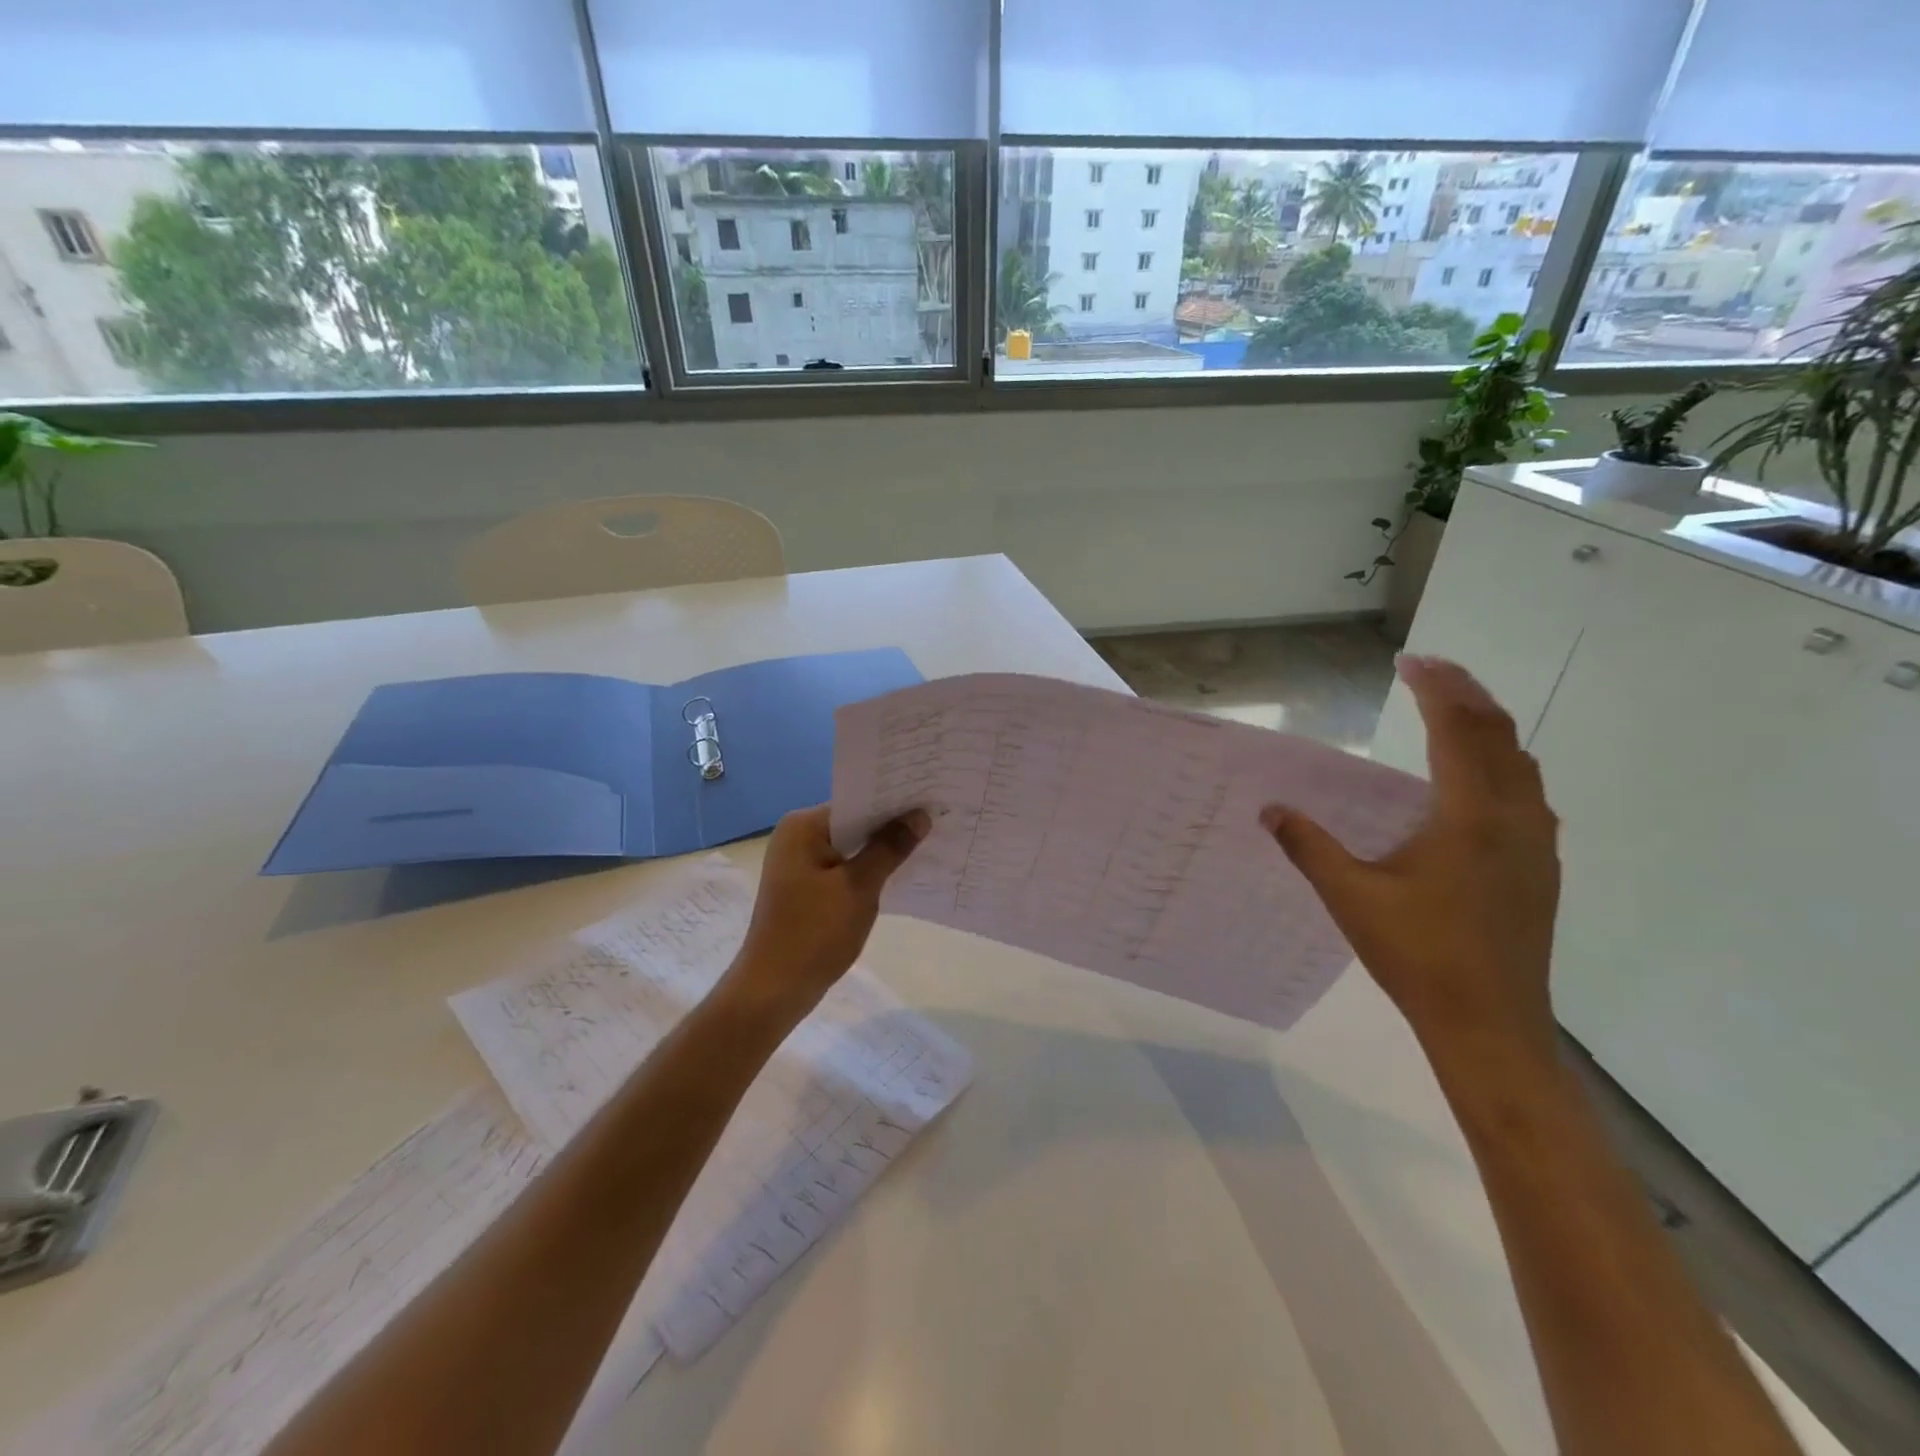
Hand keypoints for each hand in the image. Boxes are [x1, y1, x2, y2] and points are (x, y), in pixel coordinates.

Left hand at [722, 804, 930, 1023]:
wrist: (774, 990)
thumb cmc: (815, 933)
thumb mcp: (859, 887)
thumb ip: (890, 847)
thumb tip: (920, 816)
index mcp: (803, 826)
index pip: (857, 801)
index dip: (894, 802)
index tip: (931, 799)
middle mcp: (796, 836)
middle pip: (854, 822)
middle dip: (891, 826)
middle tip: (937, 820)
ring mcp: (798, 862)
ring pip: (851, 846)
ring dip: (881, 849)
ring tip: (928, 843)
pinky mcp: (804, 886)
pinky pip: (843, 867)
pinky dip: (867, 869)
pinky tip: (899, 874)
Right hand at [1259, 655, 1560, 1058]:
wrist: (1490, 1025)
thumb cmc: (1418, 956)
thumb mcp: (1351, 897)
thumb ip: (1309, 847)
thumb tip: (1270, 810)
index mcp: (1470, 818)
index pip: (1459, 731)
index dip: (1436, 688)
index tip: (1409, 660)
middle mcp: (1514, 820)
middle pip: (1498, 735)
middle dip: (1465, 694)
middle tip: (1428, 670)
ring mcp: (1536, 845)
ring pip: (1521, 763)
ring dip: (1487, 727)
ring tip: (1450, 711)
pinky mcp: (1540, 869)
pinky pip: (1527, 793)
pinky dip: (1500, 763)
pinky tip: (1474, 780)